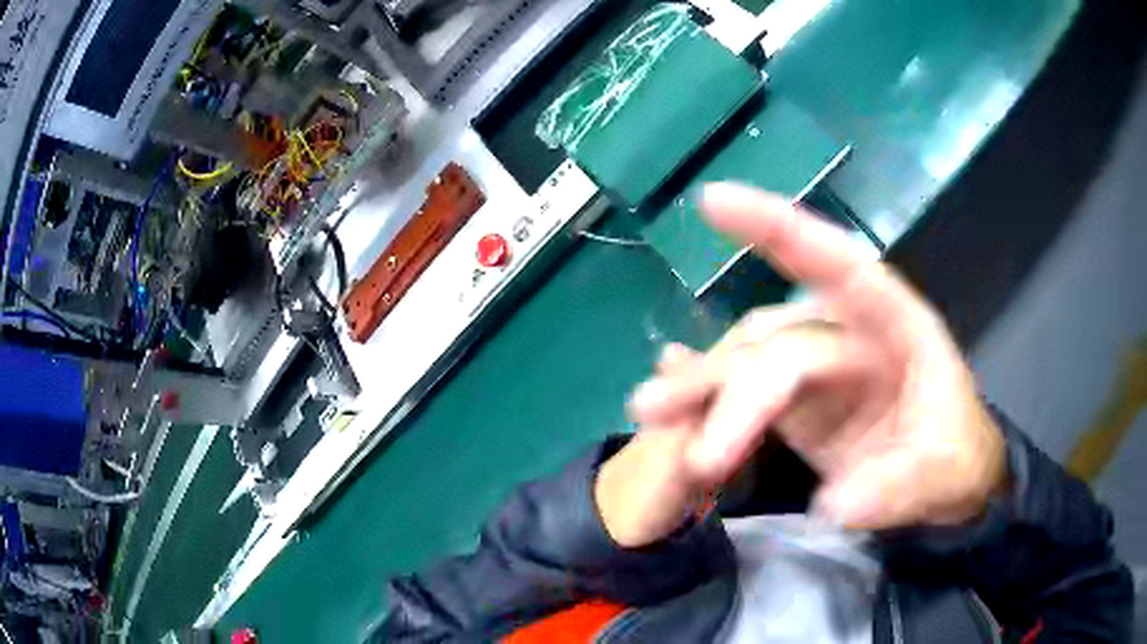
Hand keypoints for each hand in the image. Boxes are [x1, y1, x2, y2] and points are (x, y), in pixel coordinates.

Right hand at [614, 184, 1005, 539]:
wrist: (947, 484)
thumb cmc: (956, 460)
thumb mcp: (942, 476)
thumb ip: (899, 487)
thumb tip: (836, 504)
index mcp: (897, 327)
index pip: (839, 264)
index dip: (777, 227)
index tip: (712, 201)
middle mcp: (851, 335)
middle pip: (779, 347)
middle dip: (736, 390)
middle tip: (699, 453)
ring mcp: (821, 370)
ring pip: (750, 363)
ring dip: (703, 387)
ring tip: (651, 412)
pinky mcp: (799, 404)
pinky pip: (744, 393)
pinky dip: (707, 394)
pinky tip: (670, 396)